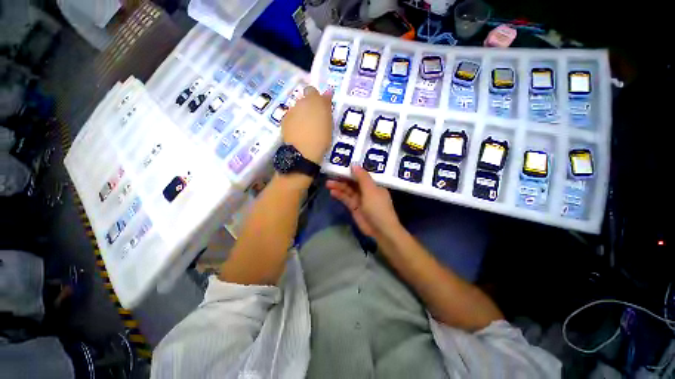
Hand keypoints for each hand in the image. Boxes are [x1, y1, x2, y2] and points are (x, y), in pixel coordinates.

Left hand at [281, 86, 332, 163]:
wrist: (303, 151)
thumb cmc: (321, 139)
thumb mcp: (329, 124)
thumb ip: (327, 107)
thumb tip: (327, 92)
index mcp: (315, 101)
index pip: (314, 91)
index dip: (316, 98)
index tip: (320, 107)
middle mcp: (302, 102)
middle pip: (304, 99)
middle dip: (308, 105)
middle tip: (313, 118)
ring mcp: (291, 110)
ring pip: (297, 108)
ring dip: (301, 113)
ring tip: (305, 127)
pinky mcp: (284, 119)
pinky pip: (291, 117)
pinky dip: (294, 121)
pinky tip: (298, 131)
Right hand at [326, 165, 401, 240]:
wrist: (380, 230)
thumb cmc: (378, 207)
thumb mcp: (371, 190)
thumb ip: (362, 177)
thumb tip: (354, 165)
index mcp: (373, 184)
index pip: (361, 174)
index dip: (352, 170)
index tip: (341, 164)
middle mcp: (366, 190)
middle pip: (353, 182)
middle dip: (342, 178)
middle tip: (331, 174)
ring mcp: (360, 199)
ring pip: (348, 190)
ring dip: (339, 186)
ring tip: (328, 183)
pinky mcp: (354, 207)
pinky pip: (346, 199)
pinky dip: (339, 195)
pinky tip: (332, 192)